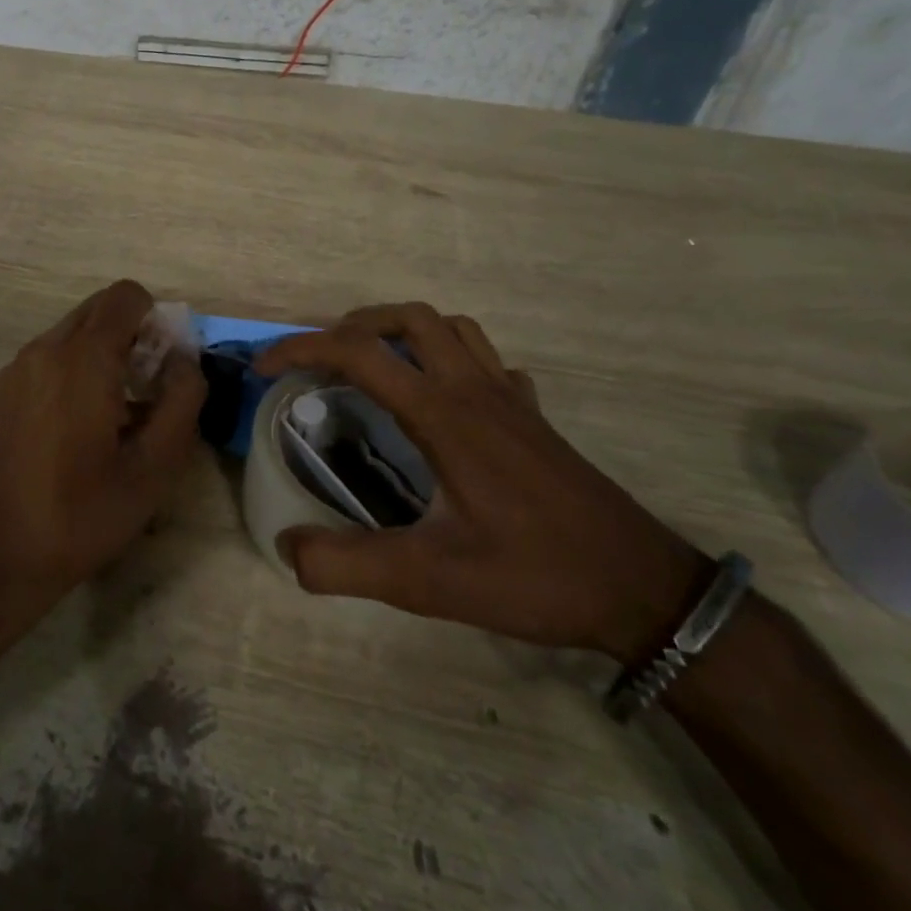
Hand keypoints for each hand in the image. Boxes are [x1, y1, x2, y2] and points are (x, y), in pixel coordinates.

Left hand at [0, 281, 205, 633]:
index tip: (167, 367)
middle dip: (134, 334)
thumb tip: (184, 360)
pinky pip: (52, 356)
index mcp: (81, 358)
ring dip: (106, 353)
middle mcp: (44, 349)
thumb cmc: (82, 515)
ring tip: (118, 415)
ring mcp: (17, 369)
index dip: (157, 318)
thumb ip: (182, 401)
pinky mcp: (4, 391)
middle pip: (99, 309)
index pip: (126, 296)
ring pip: (74, 332)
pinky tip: (83, 427)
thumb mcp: (153, 468)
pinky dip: (78, 369)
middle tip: (150, 392)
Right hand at [254, 304, 708, 661]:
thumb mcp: (430, 581)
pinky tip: (442, 399)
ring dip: (403, 332)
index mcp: (443, 415)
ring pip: (452, 329)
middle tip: (322, 362)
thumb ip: (348, 566)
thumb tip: (286, 550)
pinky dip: (451, 360)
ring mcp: (510, 399)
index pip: (359, 352)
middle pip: (409, 319)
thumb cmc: (536, 576)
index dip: (301, 347)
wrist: (644, 590)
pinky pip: (488, 362)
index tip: (266, 367)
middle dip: (353, 326)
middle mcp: (475, 391)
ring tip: (373, 366)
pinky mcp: (533, 418)